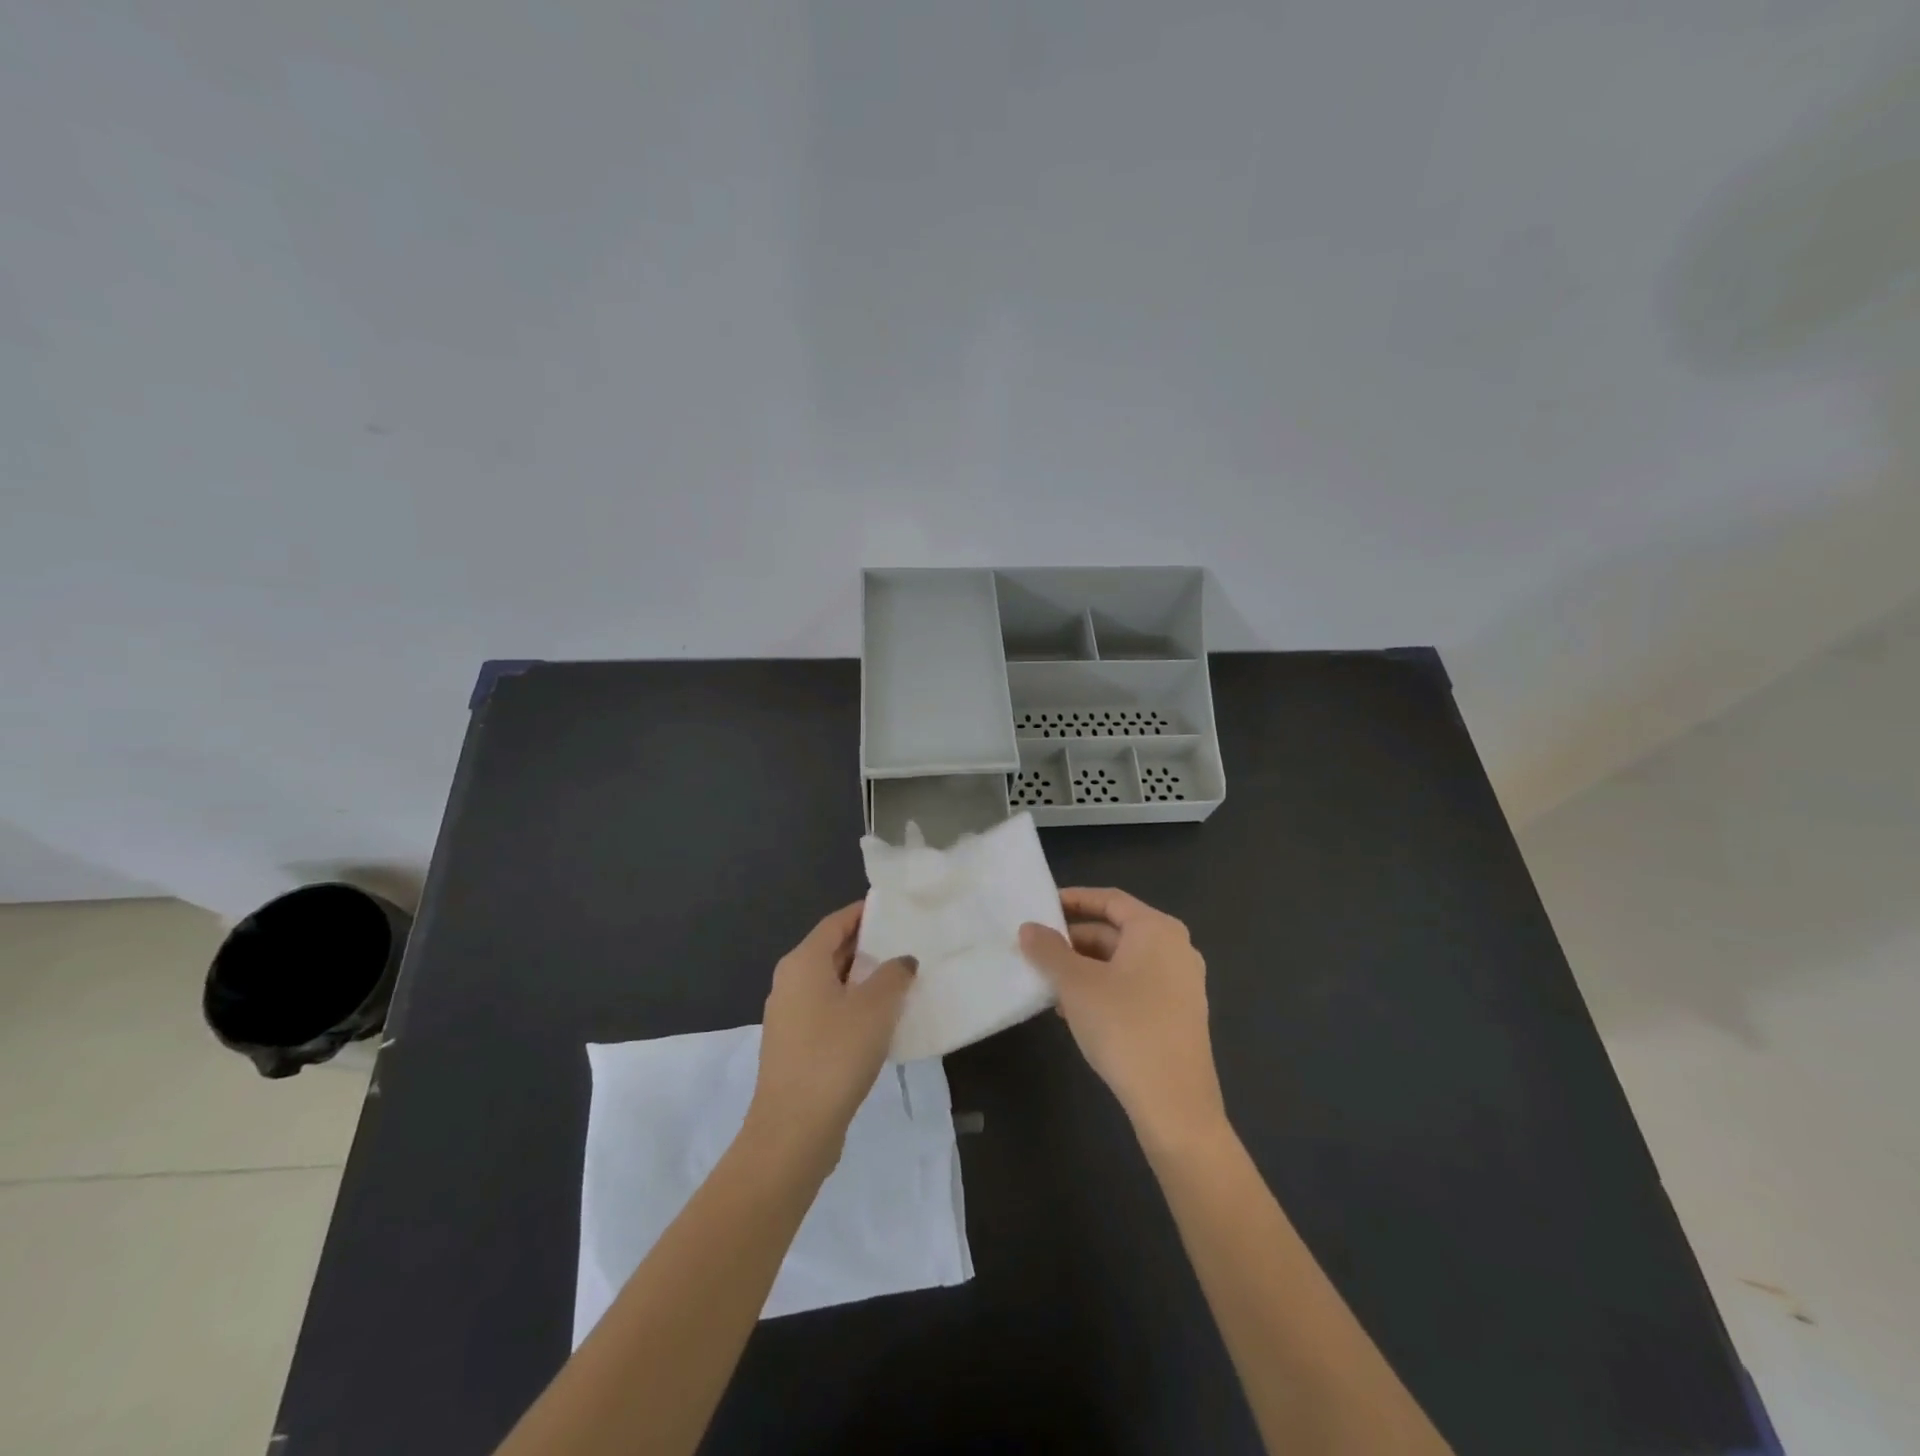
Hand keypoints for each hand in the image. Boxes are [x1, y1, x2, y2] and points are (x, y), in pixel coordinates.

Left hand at [746, 901, 916, 1166]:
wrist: (793, 1130)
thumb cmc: (835, 1054)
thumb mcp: (876, 1007)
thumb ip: (893, 974)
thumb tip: (902, 961)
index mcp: (802, 962)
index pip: (836, 922)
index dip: (864, 913)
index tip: (894, 909)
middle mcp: (789, 982)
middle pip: (831, 950)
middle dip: (867, 946)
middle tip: (906, 943)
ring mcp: (788, 1016)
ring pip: (830, 983)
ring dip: (862, 979)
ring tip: (901, 980)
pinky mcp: (794, 1047)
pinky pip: (827, 1011)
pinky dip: (852, 1006)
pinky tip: (880, 1021)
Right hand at [1020, 888, 1226, 1151]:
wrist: (1175, 1104)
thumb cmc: (1124, 1027)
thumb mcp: (1076, 985)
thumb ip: (1049, 951)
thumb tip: (1029, 928)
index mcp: (1156, 929)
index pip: (1109, 900)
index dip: (1073, 900)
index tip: (1042, 907)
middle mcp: (1176, 948)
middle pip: (1117, 931)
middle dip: (1075, 941)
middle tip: (1038, 951)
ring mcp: (1182, 983)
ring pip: (1124, 962)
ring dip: (1086, 968)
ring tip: (1050, 985)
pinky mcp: (1180, 1014)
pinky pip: (1136, 986)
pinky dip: (1105, 988)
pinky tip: (1076, 1012)